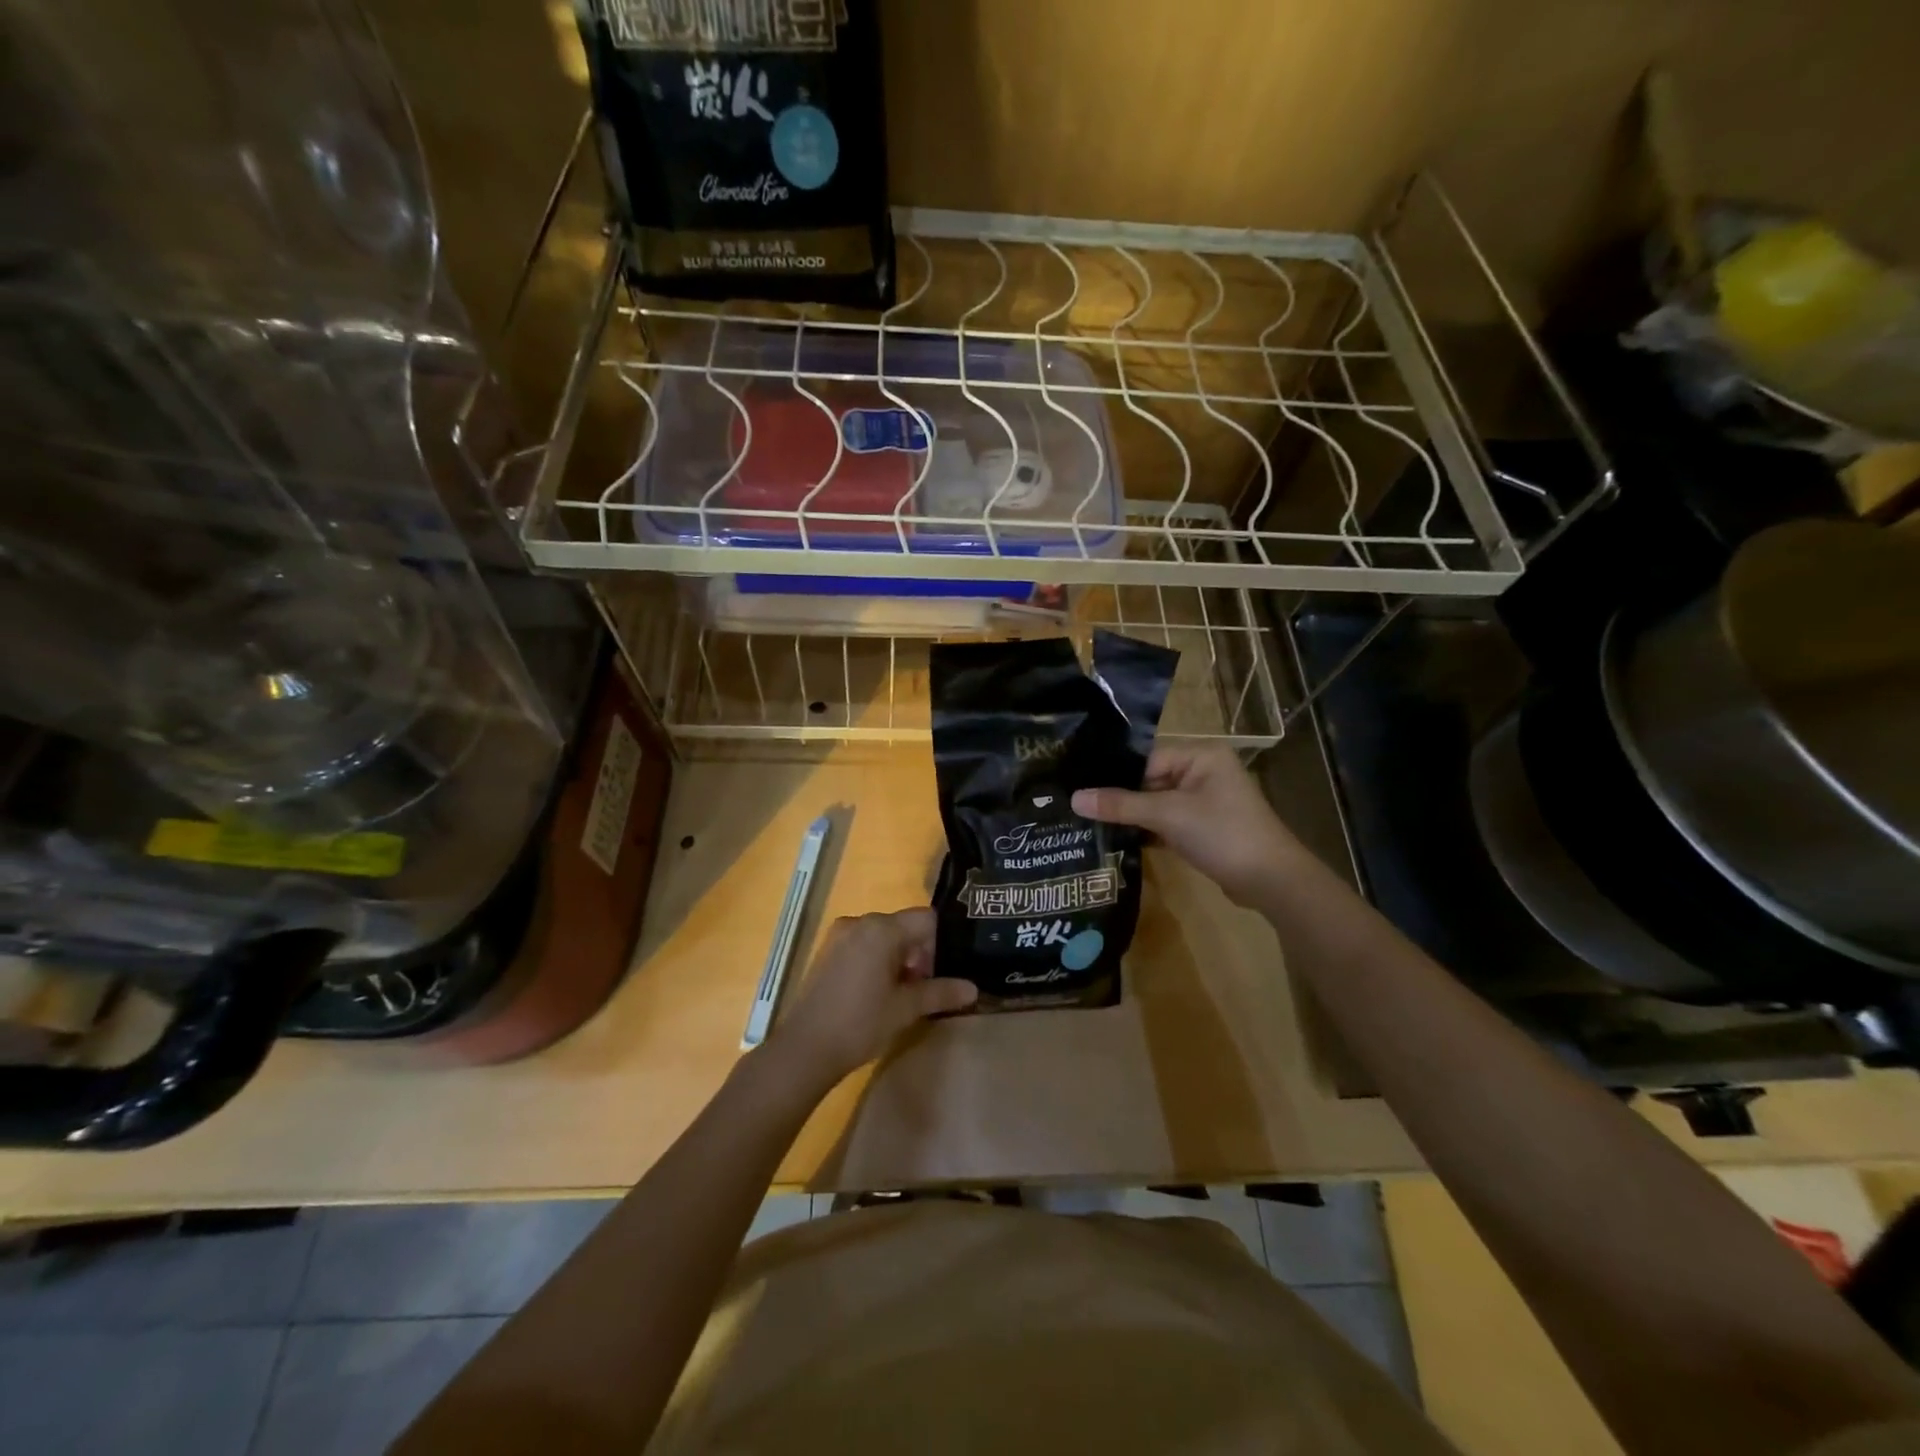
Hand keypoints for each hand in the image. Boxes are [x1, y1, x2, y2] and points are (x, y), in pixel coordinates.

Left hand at [769, 907, 977, 1087]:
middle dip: (921, 953)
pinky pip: (864, 944)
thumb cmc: (860, 1023)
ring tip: (905, 994)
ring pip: (884, 936)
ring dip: (900, 958)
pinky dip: (878, 960)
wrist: (804, 1048)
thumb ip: (941, 992)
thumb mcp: (906, 1009)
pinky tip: (879, 992)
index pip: (927, 919)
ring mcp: (840, 934)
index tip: (948, 970)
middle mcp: (861, 921)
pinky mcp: (828, 950)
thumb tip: (973, 989)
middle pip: (905, 926)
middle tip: (929, 987)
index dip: (943, 942)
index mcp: (882, 928)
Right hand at [1072, 745, 1303, 908]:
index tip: (1080, 786)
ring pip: (1156, 803)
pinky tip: (1116, 839)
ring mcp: (1204, 801)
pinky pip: (1166, 821)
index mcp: (1201, 756)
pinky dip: (1147, 830)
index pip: (1146, 757)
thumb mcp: (1169, 815)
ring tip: (1089, 822)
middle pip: (1149, 779)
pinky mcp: (1202, 827)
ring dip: (1131, 815)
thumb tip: (1075, 798)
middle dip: (1120, 796)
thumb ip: (1121, 805)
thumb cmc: (1223, 834)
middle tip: (1079, 806)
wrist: (1271, 881)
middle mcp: (1203, 772)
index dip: (1115, 774)